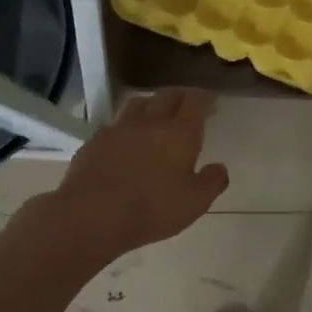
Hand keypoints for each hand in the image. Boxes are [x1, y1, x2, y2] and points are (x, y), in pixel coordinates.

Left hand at [42, 90, 228, 258]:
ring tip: (155, 114)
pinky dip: (125, 126)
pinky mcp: (95, 140)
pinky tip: (124, 140)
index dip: (205, 98)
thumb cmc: (151, 209)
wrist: (91, 215)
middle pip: (167, 95)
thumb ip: (212, 182)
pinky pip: (114, 124)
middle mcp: (150, 122)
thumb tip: (220, 168)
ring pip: (138, 103)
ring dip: (151, 104)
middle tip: (186, 105)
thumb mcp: (194, 203)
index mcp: (179, 133)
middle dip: (180, 96)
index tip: (211, 102)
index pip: (195, 101)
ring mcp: (119, 128)